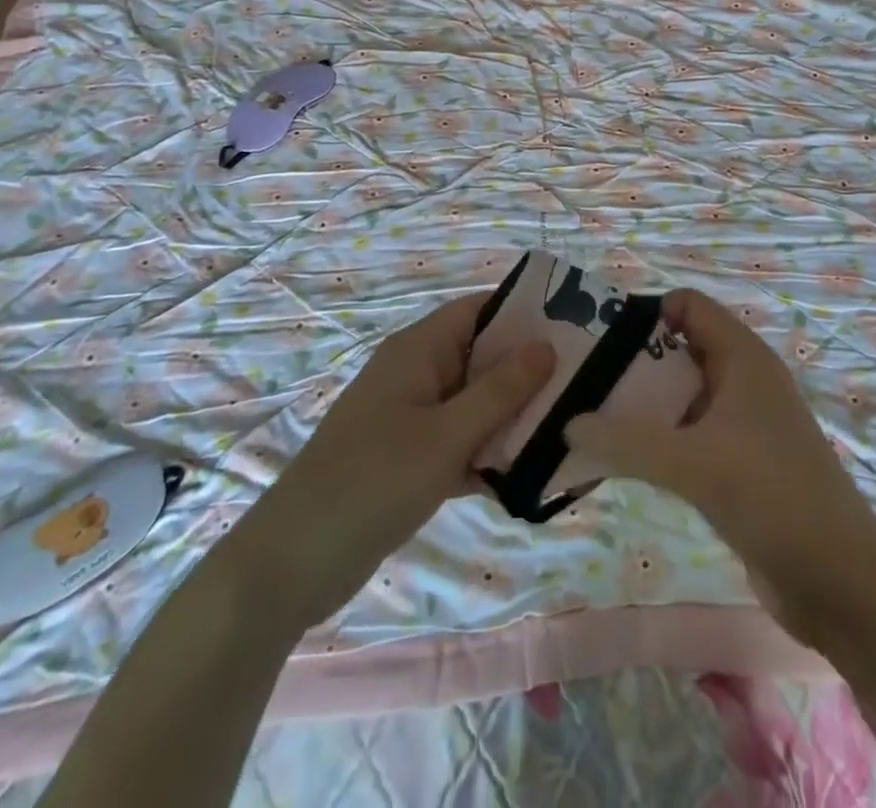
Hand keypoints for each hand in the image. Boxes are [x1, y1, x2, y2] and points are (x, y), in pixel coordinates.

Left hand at [241, 294, 553, 629]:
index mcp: (419, 350)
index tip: (577, 328)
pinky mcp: (412, 458)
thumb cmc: (371, 482)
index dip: (526, 312)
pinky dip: (491, 454)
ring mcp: (413, 417)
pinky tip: (533, 476)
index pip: (481, 309)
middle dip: (530, 370)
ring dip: (515, 416)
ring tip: (572, 428)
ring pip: (477, 402)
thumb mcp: (445, 436)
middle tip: (586, 383)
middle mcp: (418, 373)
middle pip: (484, 356)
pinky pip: (463, 441)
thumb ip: (500, 392)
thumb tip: (547, 345)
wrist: (290, 565)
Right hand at [564, 289, 875, 648]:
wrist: (839, 580)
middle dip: (632, 360)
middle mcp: (742, 379)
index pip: (687, 305)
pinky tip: (622, 459)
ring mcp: (742, 422)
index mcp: (742, 357)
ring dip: (641, 404)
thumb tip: (567, 424)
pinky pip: (688, 433)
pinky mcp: (739, 461)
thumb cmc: (772, 496)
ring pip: (681, 394)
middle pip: (678, 348)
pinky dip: (657, 439)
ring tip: (589, 418)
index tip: (597, 338)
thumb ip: (626, 441)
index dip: (644, 312)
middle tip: (581, 381)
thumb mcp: (693, 463)